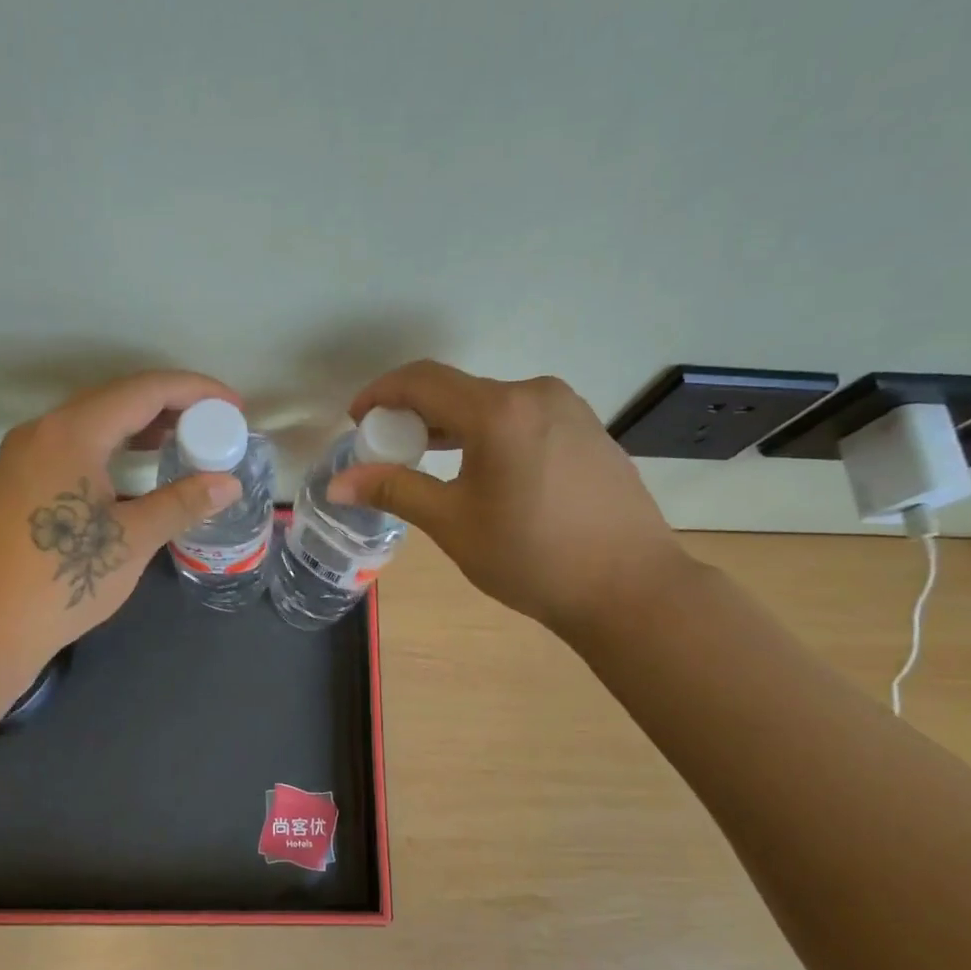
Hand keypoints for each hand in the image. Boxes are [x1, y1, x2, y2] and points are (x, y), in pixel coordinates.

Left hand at [0, 371, 242, 672]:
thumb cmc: (59, 582)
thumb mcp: (131, 541)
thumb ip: (181, 503)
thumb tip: (228, 483)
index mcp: (72, 433)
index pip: (145, 390)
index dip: (195, 391)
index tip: (233, 407)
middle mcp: (41, 432)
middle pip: (116, 400)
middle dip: (170, 407)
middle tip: (212, 426)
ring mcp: (20, 457)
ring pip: (90, 424)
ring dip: (138, 428)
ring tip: (181, 443)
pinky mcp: (12, 484)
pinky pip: (70, 448)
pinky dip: (109, 449)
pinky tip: (129, 474)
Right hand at [326, 360, 689, 638]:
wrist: (632, 589)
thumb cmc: (532, 558)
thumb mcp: (453, 524)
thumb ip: (394, 490)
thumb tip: (338, 484)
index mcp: (499, 410)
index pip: (423, 380)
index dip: (381, 394)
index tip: (357, 420)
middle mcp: (536, 394)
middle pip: (458, 389)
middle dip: (415, 414)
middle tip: (388, 449)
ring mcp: (570, 409)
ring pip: (492, 404)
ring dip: (452, 425)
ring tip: (428, 460)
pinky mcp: (589, 430)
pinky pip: (523, 418)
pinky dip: (489, 433)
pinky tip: (482, 470)